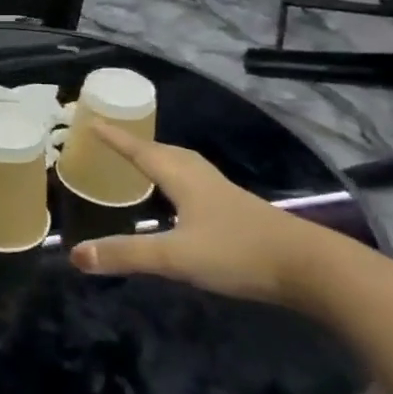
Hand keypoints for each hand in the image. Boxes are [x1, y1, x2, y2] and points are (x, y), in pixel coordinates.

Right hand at [68, 125, 338, 306]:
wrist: (317, 271)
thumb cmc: (240, 254)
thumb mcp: (176, 257)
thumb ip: (126, 254)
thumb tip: (75, 255)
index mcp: (184, 181)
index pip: (142, 152)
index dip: (116, 139)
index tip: (94, 122)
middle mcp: (204, 181)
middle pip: (168, 153)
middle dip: (141, 145)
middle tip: (118, 141)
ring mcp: (228, 198)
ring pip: (189, 168)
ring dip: (164, 160)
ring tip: (148, 164)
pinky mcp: (245, 216)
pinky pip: (202, 186)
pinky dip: (183, 183)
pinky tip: (186, 203)